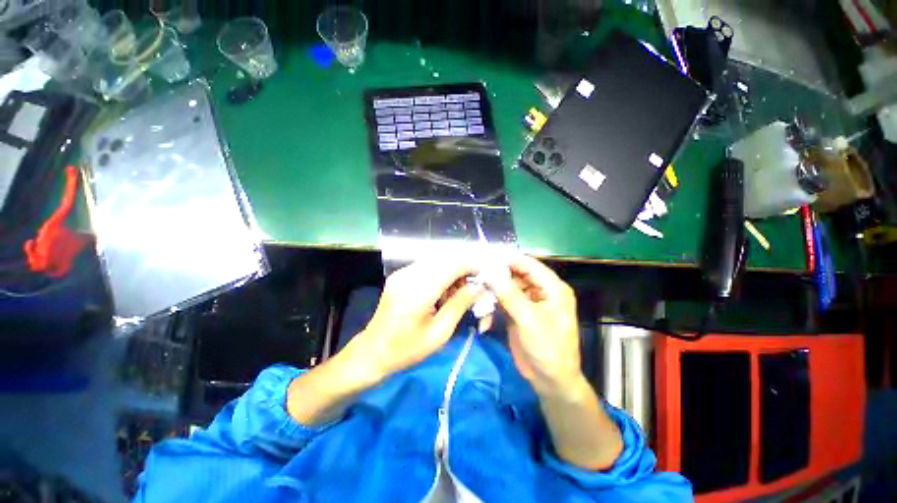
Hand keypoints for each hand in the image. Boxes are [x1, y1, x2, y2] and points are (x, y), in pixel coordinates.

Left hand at [345, 258, 482, 381]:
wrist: (372, 351)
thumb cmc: (407, 349)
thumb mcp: (440, 333)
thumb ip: (460, 304)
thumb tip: (478, 286)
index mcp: (418, 291)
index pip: (452, 264)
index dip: (473, 264)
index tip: (488, 272)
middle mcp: (408, 274)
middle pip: (446, 259)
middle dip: (466, 268)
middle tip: (476, 286)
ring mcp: (402, 273)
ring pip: (438, 261)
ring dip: (454, 272)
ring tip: (460, 293)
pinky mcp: (400, 275)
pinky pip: (428, 267)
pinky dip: (442, 275)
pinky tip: (444, 292)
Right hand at [486, 255, 584, 395]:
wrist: (550, 380)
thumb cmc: (547, 349)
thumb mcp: (529, 320)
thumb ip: (509, 294)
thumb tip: (491, 271)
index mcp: (552, 287)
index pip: (529, 264)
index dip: (508, 259)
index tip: (485, 257)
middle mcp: (541, 290)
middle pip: (516, 274)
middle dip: (497, 275)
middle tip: (476, 275)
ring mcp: (528, 301)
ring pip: (507, 287)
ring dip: (493, 291)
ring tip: (477, 294)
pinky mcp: (518, 312)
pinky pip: (503, 300)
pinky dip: (493, 304)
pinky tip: (485, 315)